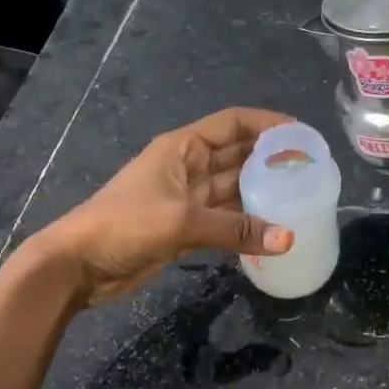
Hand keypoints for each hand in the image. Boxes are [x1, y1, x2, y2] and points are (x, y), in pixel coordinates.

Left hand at [31, 107, 295, 305]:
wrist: (78, 265)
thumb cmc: (124, 225)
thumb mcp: (181, 220)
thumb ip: (235, 228)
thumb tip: (288, 239)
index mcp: (183, 147)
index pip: (233, 123)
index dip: (267, 124)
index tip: (302, 135)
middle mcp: (188, 167)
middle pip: (238, 155)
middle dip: (271, 159)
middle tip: (311, 170)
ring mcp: (187, 198)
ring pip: (234, 189)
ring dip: (262, 193)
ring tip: (302, 198)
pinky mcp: (185, 228)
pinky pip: (225, 219)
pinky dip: (247, 223)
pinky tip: (274, 230)